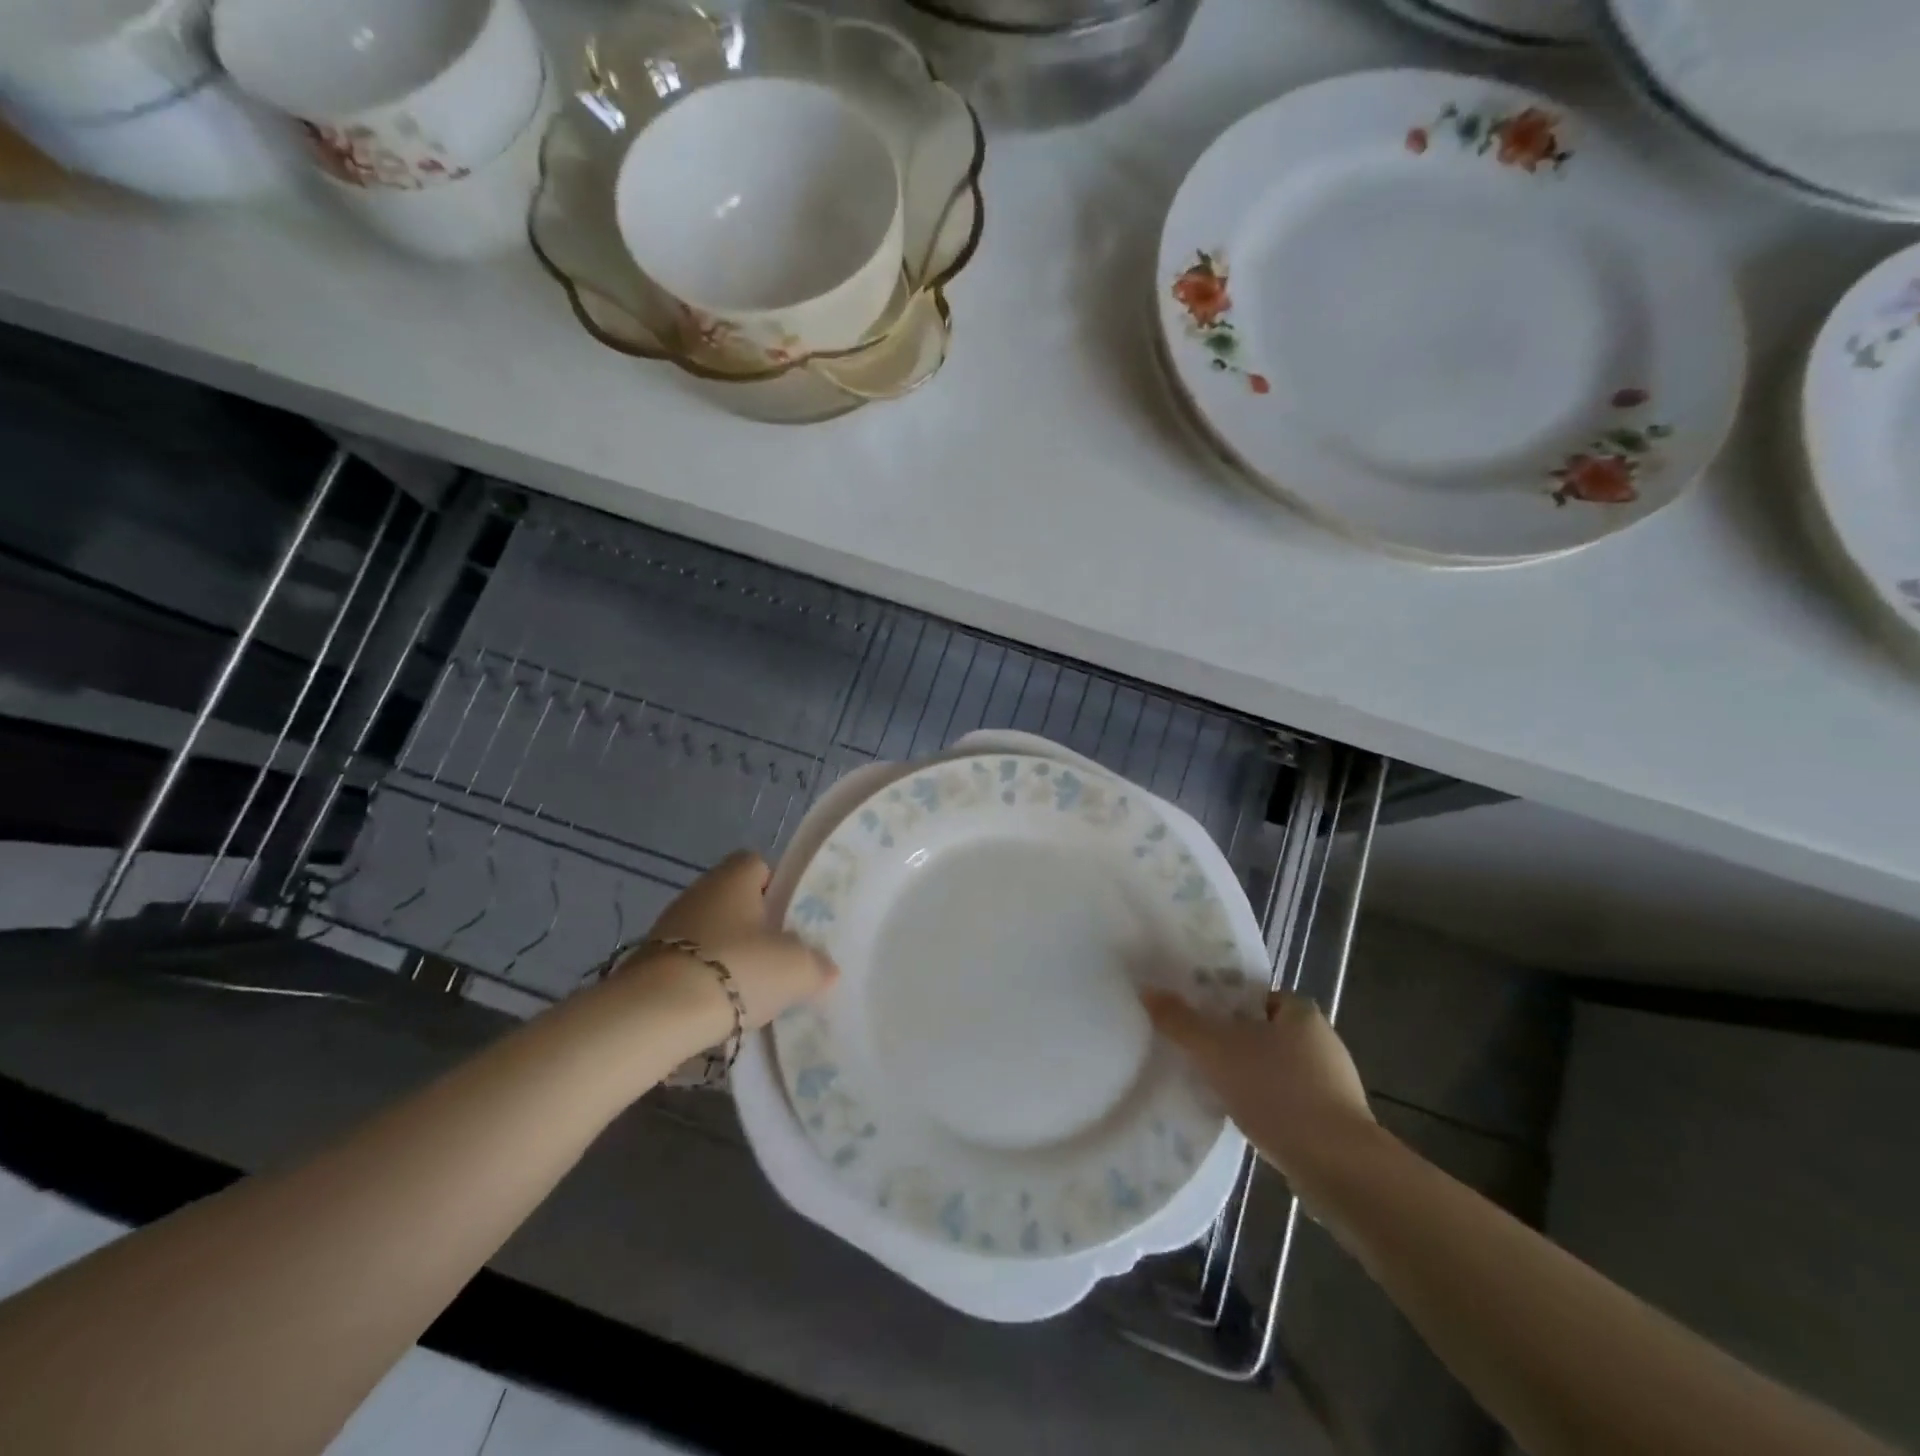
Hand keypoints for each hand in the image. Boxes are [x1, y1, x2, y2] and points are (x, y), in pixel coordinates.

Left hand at [623, 850, 837, 1030]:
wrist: (656, 1014)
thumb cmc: (738, 969)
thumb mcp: (797, 969)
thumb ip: (817, 965)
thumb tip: (825, 969)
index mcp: (734, 877)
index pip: (758, 864)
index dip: (777, 887)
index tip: (791, 919)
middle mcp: (699, 892)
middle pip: (734, 901)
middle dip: (755, 927)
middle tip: (778, 958)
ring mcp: (667, 927)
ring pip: (710, 933)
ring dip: (728, 955)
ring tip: (750, 990)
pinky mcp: (647, 963)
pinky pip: (687, 964)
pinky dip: (702, 981)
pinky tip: (718, 1009)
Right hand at [1143, 988, 1376, 1185]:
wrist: (1338, 1167)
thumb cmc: (1277, 1091)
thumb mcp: (1216, 1050)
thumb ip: (1180, 1021)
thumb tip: (1148, 990)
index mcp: (1302, 1012)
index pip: (1257, 996)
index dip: (1226, 1006)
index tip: (1199, 1021)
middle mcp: (1323, 1041)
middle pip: (1265, 1033)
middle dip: (1235, 1044)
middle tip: (1200, 1054)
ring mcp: (1334, 1085)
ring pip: (1278, 1070)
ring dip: (1251, 1078)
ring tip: (1216, 1090)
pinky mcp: (1336, 1123)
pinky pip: (1291, 1103)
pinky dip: (1269, 1108)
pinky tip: (1246, 1121)